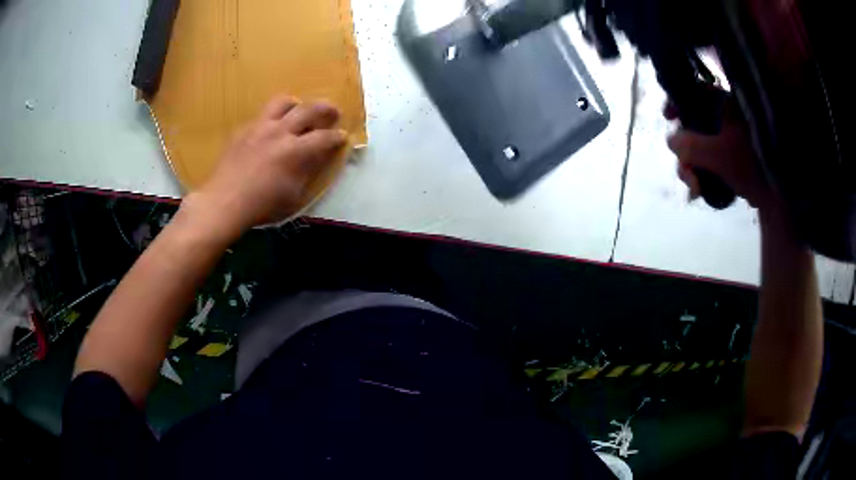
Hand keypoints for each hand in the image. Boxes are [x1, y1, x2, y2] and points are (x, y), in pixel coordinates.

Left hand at [183, 96, 346, 235]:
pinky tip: (269, 133)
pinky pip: (261, 117)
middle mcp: (280, 132)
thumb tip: (317, 158)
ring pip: (283, 102)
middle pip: (309, 109)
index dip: (337, 137)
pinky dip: (272, 120)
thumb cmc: (261, 206)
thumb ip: (307, 172)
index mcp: (295, 151)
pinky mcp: (243, 130)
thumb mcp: (293, 196)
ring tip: (298, 112)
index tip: (343, 137)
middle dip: (326, 109)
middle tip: (332, 112)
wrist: (224, 203)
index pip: (324, 137)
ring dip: (296, 104)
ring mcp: (259, 127)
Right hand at [665, 101, 777, 211]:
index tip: (667, 118)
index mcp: (724, 105)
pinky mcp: (731, 158)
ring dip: (692, 168)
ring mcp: (729, 139)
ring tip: (696, 189)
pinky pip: (709, 160)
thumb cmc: (753, 168)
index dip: (677, 102)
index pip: (694, 92)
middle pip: (693, 124)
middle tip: (687, 174)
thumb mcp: (719, 155)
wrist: (780, 199)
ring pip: (700, 146)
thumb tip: (671, 140)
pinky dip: (703, 174)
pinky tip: (702, 190)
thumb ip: (690, 146)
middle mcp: (725, 118)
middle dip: (685, 150)